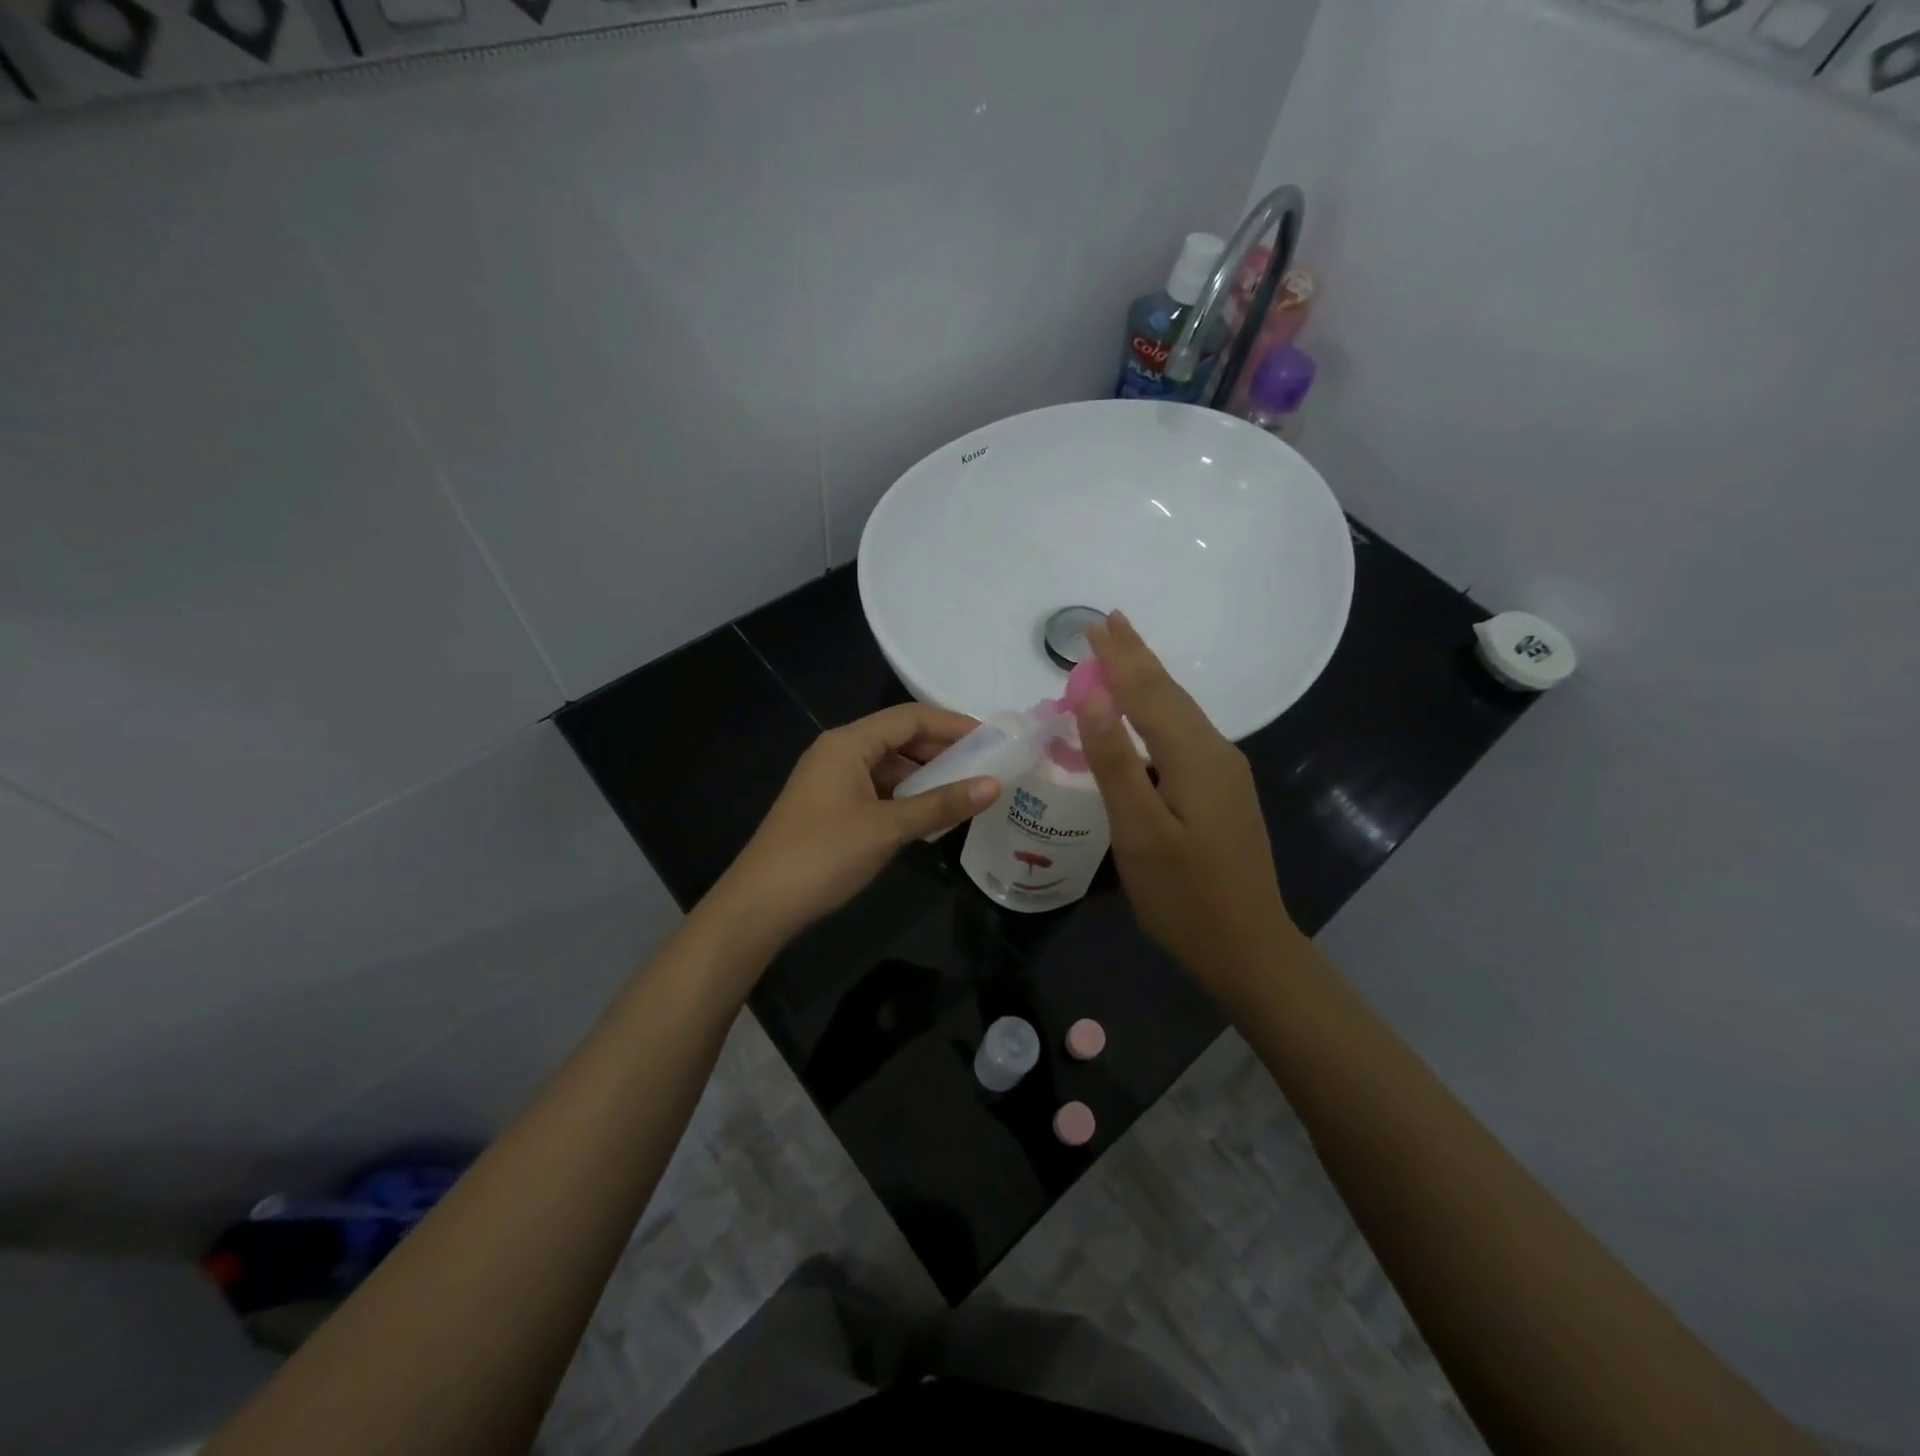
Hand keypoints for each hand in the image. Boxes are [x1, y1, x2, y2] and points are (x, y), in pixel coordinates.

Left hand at [704, 703, 1000, 950]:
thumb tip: (994, 785)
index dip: (953, 725)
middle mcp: (839, 751)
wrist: (760, 904)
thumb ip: (941, 804)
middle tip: (987, 765)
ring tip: (967, 790)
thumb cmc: (824, 855)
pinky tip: (931, 814)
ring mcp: (832, 780)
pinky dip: (907, 796)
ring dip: (926, 776)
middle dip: (943, 750)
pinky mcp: (831, 807)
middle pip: (900, 738)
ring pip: (890, 766)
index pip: (910, 717)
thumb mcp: (888, 828)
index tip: (994, 739)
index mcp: (848, 742)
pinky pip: (878, 789)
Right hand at [1074, 611, 1300, 990]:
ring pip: (1180, 713)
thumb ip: (1114, 760)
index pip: (1149, 691)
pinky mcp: (1222, 793)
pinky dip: (1157, 713)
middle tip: (1108, 622)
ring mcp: (1224, 774)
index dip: (1119, 657)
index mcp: (1194, 756)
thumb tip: (1093, 693)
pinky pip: (1183, 736)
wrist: (1248, 948)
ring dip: (1147, 681)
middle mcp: (1216, 753)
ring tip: (1122, 655)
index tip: (1094, 623)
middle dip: (1137, 656)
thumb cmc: (1184, 895)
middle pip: (1170, 693)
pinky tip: (1144, 717)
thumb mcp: (1139, 830)